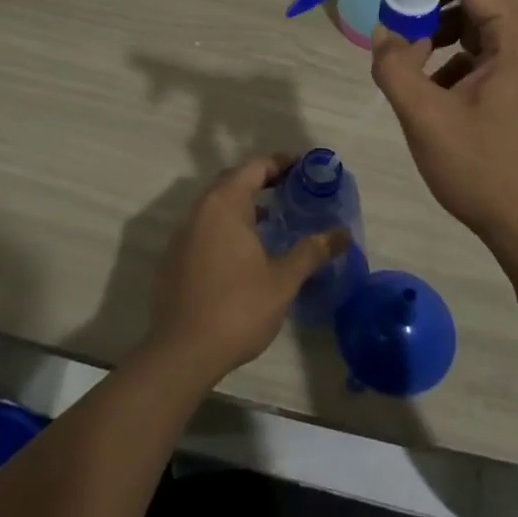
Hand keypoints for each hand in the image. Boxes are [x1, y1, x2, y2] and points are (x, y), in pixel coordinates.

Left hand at [147, 153, 348, 381]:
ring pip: (217, 206)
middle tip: (292, 190)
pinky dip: (227, 227)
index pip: (254, 167)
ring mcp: (182, 234)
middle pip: (233, 181)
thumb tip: (343, 234)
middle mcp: (199, 210)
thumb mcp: (282, 280)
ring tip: (273, 222)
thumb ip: (311, 252)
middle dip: (262, 181)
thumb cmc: (237, 308)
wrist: (181, 352)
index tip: (304, 168)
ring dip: (244, 206)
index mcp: (225, 204)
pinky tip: (244, 253)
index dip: (280, 163)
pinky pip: (204, 228)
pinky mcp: (174, 258)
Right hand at [371, 0, 517, 255]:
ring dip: (451, 25)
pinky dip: (459, 53)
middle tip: (411, 15)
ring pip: (489, 21)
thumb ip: (395, 67)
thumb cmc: (480, 168)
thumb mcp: (424, 117)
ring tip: (414, 52)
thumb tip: (384, 32)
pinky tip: (432, 85)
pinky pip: (490, 50)